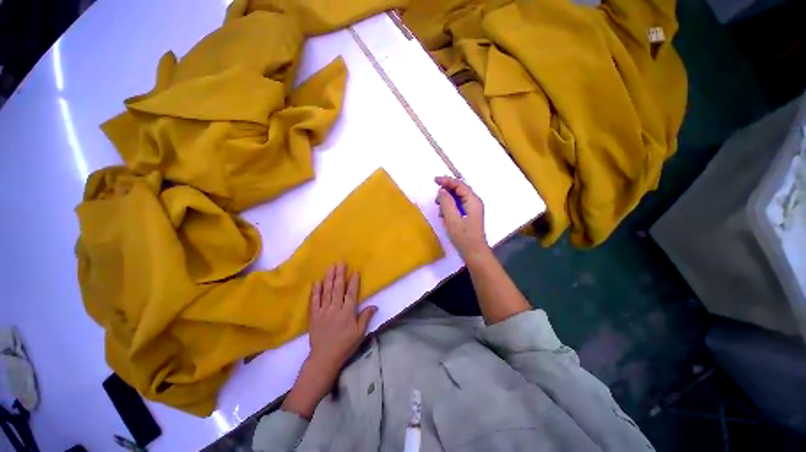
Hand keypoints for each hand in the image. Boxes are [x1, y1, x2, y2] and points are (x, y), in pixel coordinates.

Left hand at [282, 264, 376, 418]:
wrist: (324, 358)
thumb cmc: (345, 345)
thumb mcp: (359, 333)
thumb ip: (365, 317)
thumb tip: (374, 305)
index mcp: (347, 312)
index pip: (351, 293)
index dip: (353, 281)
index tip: (354, 271)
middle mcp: (335, 308)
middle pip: (338, 288)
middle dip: (340, 274)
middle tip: (340, 263)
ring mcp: (323, 311)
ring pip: (326, 291)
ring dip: (329, 278)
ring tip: (330, 267)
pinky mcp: (314, 316)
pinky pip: (314, 301)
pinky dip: (316, 290)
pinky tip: (317, 281)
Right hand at [435, 176, 488, 261]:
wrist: (475, 252)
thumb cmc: (464, 237)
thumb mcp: (452, 219)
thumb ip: (446, 203)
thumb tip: (442, 190)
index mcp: (473, 201)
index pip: (459, 184)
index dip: (447, 181)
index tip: (434, 181)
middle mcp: (475, 201)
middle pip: (459, 189)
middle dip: (446, 191)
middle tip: (435, 199)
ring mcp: (473, 208)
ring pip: (458, 197)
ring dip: (447, 200)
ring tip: (440, 210)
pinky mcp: (470, 214)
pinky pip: (459, 205)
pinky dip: (450, 207)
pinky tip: (445, 216)